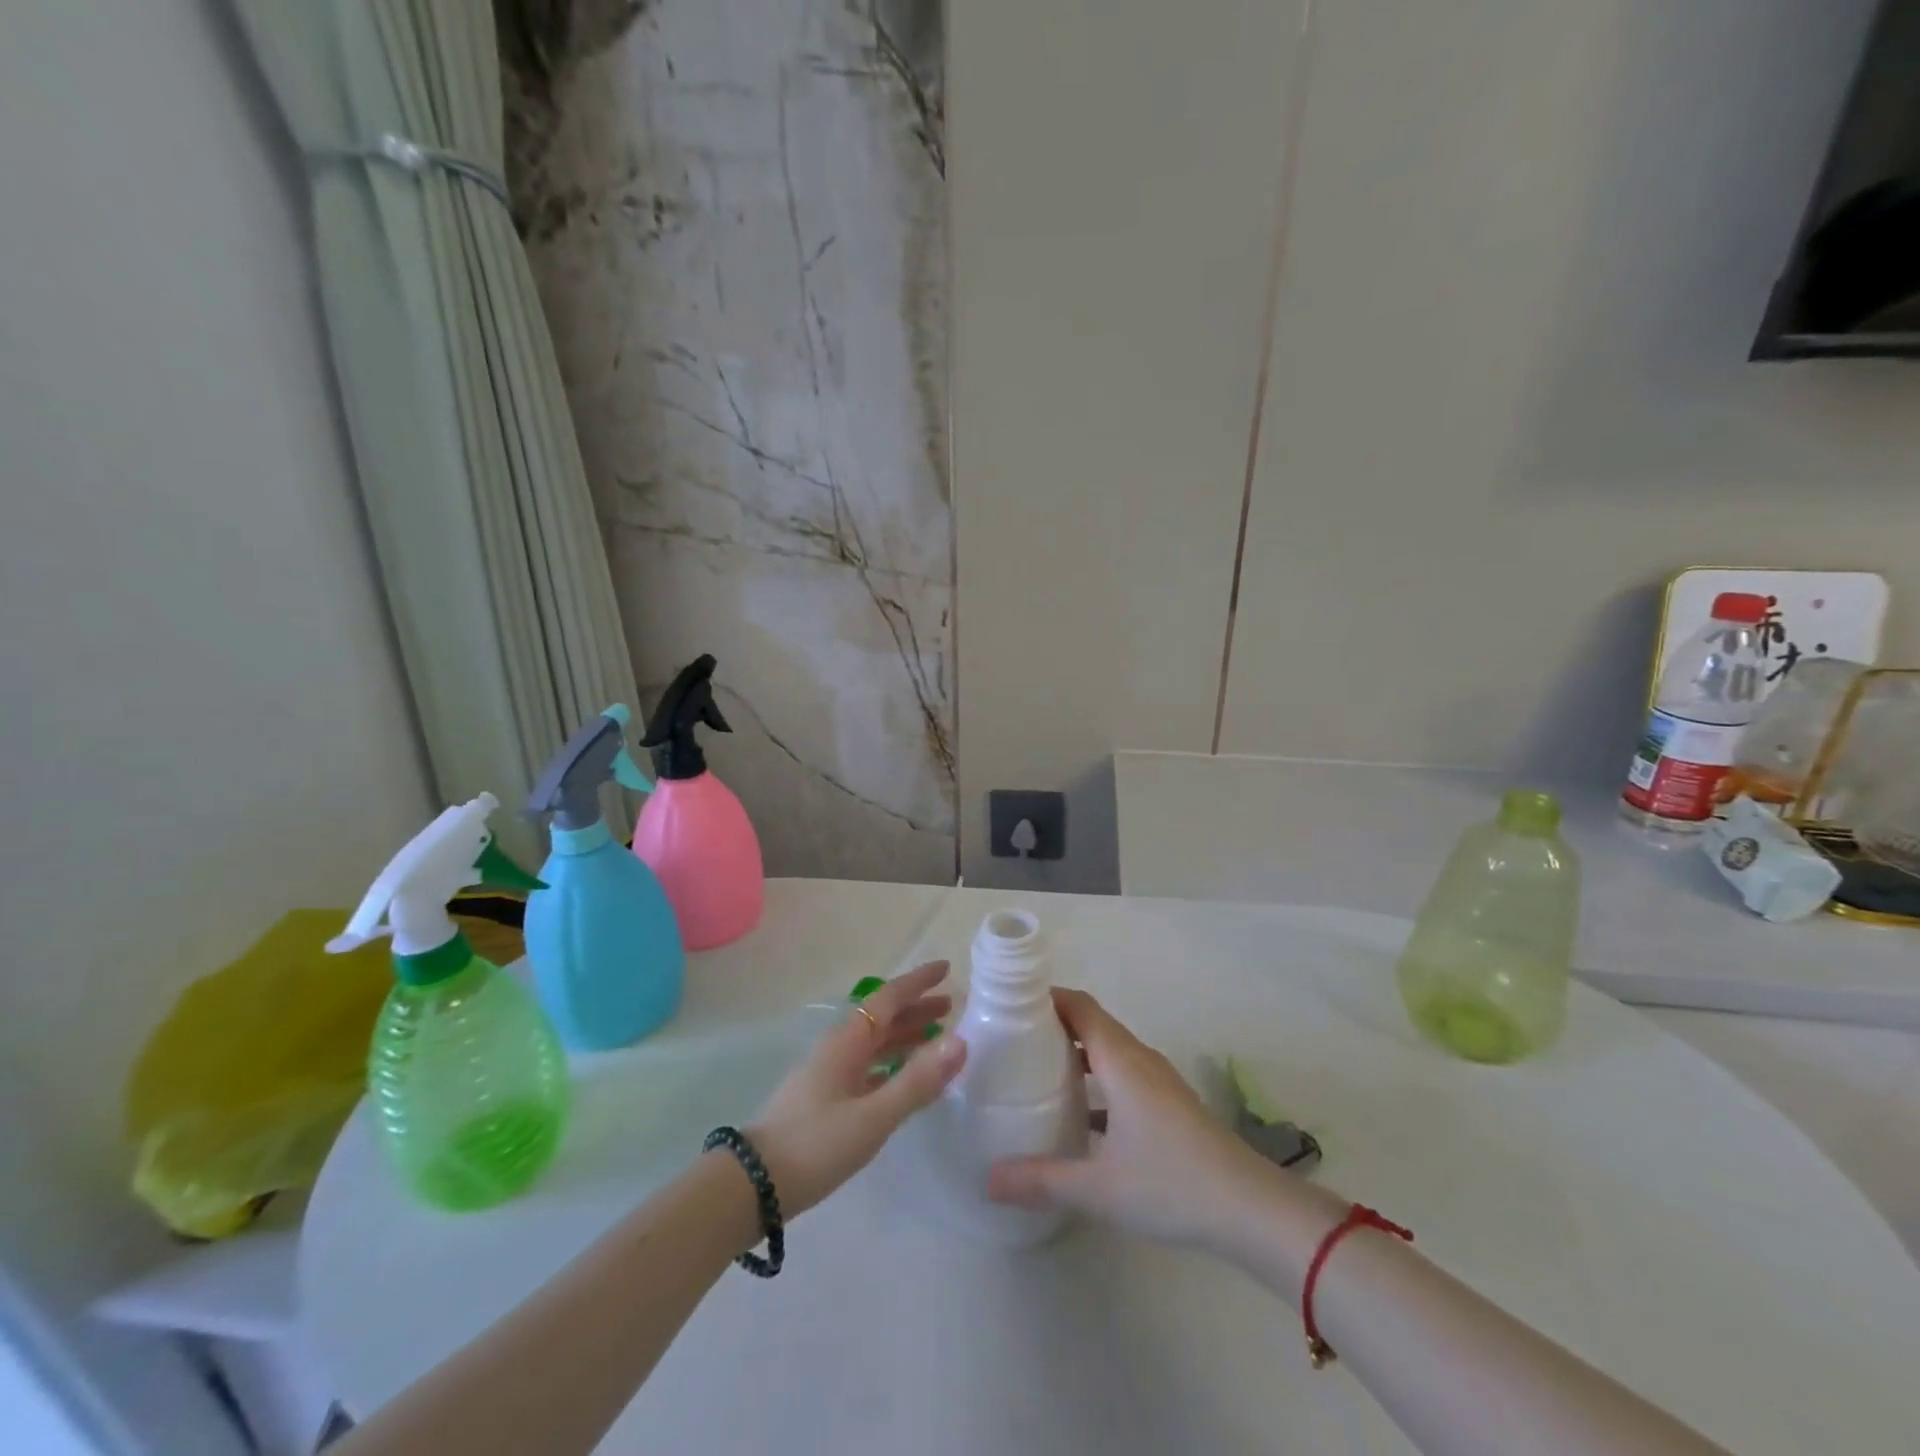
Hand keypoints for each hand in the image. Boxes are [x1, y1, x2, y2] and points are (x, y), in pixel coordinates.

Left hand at [748, 960, 967, 1217]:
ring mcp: (830, 1073)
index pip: (888, 999)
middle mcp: (839, 1048)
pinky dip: (892, 1063)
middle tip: (950, 1006)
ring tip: (936, 1037)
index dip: (917, 983)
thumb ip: (916, 1082)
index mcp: (847, 1042)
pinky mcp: (826, 1099)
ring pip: (875, 1043)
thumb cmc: (815, 1144)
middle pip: (882, 1018)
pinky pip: (869, 1066)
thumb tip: (961, 1041)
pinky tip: (904, 1077)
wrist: (755, 1185)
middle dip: (916, 1009)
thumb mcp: (872, 1117)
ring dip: (905, 1035)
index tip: (946, 968)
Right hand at [986, 987, 1261, 1246]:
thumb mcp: (1099, 1187)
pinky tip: (1079, 1114)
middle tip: (1012, 1039)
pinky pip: (1124, 1074)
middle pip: (1092, 1023)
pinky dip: (1097, 1078)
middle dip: (1054, 1024)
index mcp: (1121, 1060)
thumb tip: (987, 1180)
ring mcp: (1158, 1082)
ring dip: (1076, 1052)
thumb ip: (1041, 1180)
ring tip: (1037, 1070)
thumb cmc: (1171, 1184)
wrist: (1251, 1210)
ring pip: (1109, 1050)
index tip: (1010, 1004)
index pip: (1080, 1006)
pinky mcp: (1170, 1105)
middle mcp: (1139, 1059)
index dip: (1047, 998)